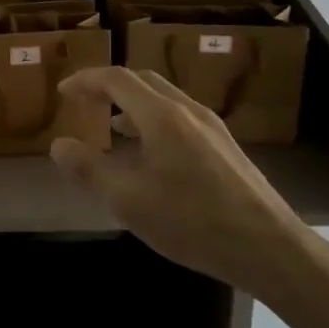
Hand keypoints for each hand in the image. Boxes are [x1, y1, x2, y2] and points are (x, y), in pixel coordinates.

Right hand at [49, 67, 314, 292]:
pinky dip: (153, 119)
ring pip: (164, 98)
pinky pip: (180, 116)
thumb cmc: (193, 222)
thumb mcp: (129, 200)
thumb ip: (89, 169)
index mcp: (161, 116)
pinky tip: (150, 153)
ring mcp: (212, 127)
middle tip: (84, 103)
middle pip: (142, 80)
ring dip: (132, 103)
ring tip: (111, 127)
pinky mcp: (225, 147)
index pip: (116, 79)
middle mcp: (188, 110)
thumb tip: (59, 145)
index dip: (85, 80)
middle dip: (108, 86)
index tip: (63, 92)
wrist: (269, 248)